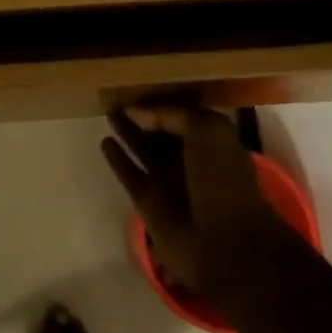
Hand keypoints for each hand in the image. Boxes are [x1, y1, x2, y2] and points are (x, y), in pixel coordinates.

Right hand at [102, 104, 273, 307]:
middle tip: (117, 96)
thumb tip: (137, 112)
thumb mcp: (208, 132)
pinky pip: (129, 174)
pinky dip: (118, 159)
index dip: (163, 103)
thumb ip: (172, 116)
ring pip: (143, 151)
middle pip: (161, 133)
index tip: (140, 87)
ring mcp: (168, 182)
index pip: (182, 116)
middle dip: (143, 117)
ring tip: (108, 112)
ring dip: (127, 133)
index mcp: (211, 142)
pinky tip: (105, 142)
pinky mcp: (148, 203)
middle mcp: (190, 160)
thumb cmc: (223, 182)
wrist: (226, 245)